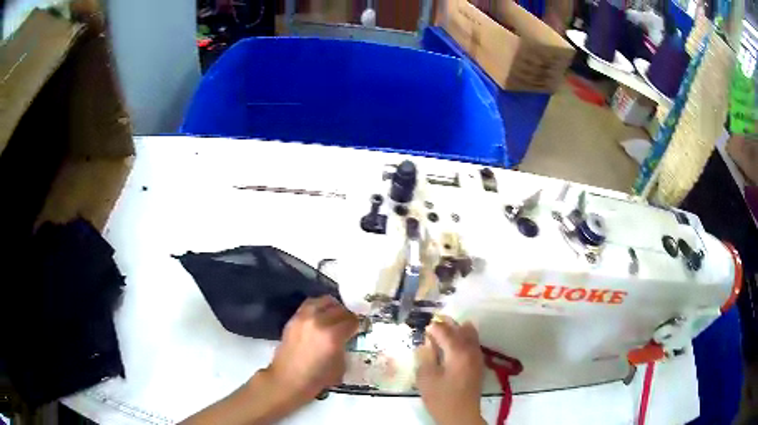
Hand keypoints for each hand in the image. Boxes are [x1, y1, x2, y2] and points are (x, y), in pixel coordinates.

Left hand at [264, 296, 358, 401]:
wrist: (288, 379)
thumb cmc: (316, 378)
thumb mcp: (340, 365)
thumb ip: (345, 346)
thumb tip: (348, 337)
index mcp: (333, 336)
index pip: (352, 320)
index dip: (357, 325)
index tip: (357, 330)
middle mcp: (319, 322)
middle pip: (340, 309)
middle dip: (347, 316)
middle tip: (348, 324)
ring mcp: (304, 318)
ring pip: (324, 301)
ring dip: (333, 307)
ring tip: (335, 316)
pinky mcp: (294, 318)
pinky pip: (310, 304)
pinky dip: (318, 307)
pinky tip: (321, 317)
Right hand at [416, 317, 485, 424]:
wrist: (461, 415)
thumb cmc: (441, 398)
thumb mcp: (426, 378)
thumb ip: (426, 356)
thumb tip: (427, 342)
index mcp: (458, 352)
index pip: (445, 332)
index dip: (434, 327)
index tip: (424, 327)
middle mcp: (471, 350)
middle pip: (461, 329)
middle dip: (447, 324)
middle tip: (434, 321)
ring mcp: (477, 357)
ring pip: (470, 334)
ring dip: (457, 329)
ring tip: (443, 331)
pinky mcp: (478, 364)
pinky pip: (473, 343)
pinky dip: (463, 338)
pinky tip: (452, 344)